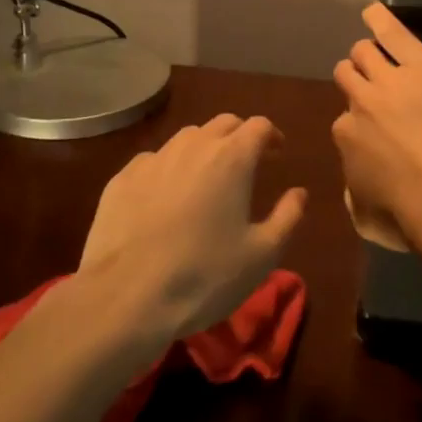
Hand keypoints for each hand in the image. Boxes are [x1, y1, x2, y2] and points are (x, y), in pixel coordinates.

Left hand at [79, 114, 305, 340]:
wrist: (126, 297)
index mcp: (232, 158)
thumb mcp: (262, 255)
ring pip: (187, 138)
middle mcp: (193, 146)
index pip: (259, 126)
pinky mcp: (121, 178)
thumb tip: (299, 193)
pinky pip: (153, 161)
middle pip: (223, 123)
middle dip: (239, 136)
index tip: (277, 154)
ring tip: (206, 178)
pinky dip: (168, 169)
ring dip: (204, 148)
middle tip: (246, 163)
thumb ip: (288, 217)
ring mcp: (153, 159)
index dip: (272, 136)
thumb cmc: (205, 276)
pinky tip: (165, 197)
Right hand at [331, 4, 421, 254]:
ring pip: (364, 52)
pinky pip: (392, 32)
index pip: (344, 119)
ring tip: (379, 54)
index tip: (374, 131)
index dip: (359, 123)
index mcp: (346, 136)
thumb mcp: (367, 215)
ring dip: (369, 55)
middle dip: (357, 79)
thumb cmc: (410, 213)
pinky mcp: (419, 63)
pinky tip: (374, 11)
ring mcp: (388, 79)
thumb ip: (354, 193)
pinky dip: (381, 20)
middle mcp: (360, 102)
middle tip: (375, 88)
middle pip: (347, 75)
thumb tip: (353, 184)